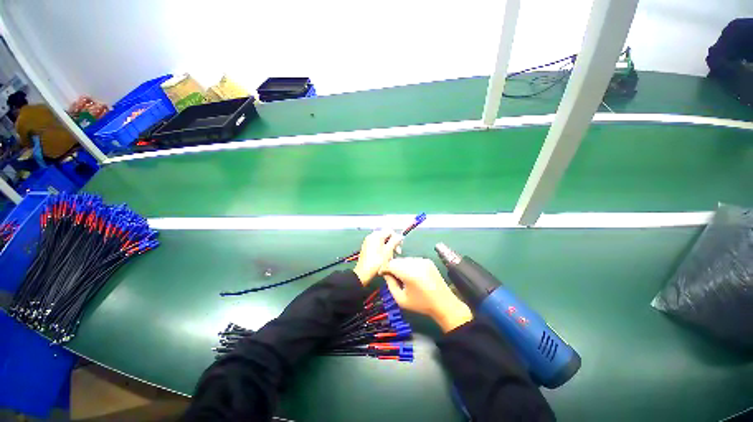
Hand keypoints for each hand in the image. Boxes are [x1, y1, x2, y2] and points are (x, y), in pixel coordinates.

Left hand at [353, 230, 402, 284]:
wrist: (363, 273)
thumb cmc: (377, 262)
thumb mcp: (388, 251)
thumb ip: (395, 241)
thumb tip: (400, 236)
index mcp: (377, 235)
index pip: (390, 231)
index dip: (397, 237)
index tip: (399, 246)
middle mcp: (371, 236)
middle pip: (386, 235)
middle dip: (393, 242)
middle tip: (397, 251)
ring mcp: (368, 241)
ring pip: (382, 240)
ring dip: (388, 246)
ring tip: (391, 256)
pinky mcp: (367, 247)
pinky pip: (377, 244)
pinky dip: (382, 249)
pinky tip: (385, 257)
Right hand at [379, 258, 472, 331]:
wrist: (444, 303)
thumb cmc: (421, 304)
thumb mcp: (401, 299)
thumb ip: (390, 285)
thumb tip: (386, 274)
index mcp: (409, 273)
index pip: (391, 264)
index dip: (384, 268)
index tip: (382, 274)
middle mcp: (416, 263)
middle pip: (397, 260)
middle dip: (392, 267)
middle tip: (392, 277)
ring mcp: (423, 260)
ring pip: (404, 259)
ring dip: (400, 266)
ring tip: (403, 277)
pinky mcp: (427, 260)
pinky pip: (412, 260)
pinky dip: (409, 265)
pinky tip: (412, 275)